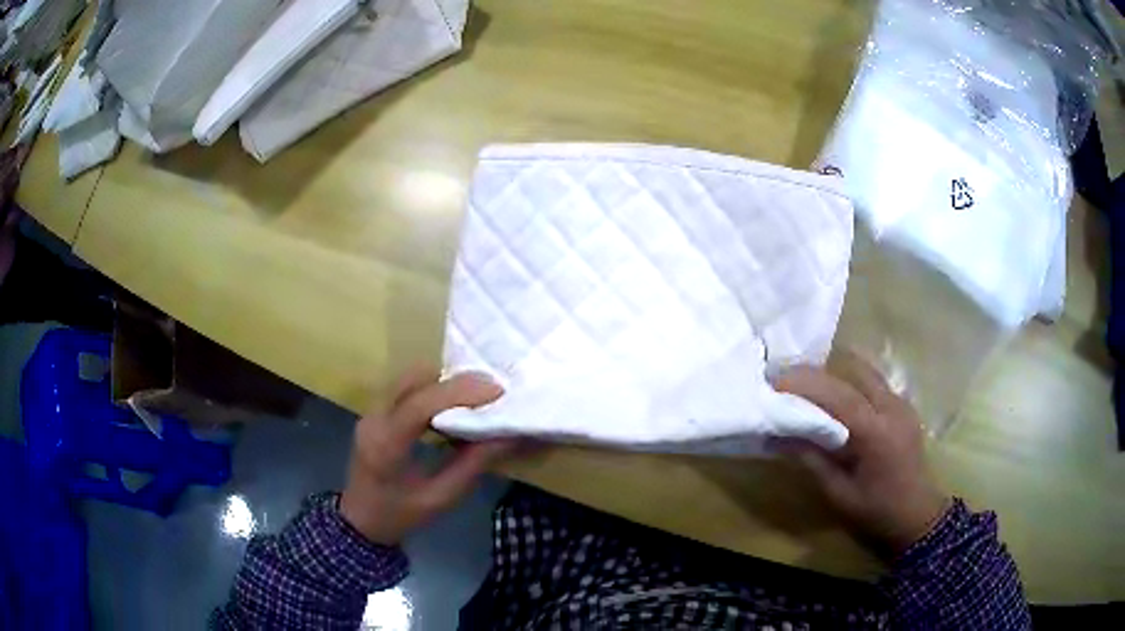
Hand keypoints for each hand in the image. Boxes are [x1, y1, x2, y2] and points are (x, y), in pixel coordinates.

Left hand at [339, 369, 516, 544]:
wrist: (360, 522)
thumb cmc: (399, 516)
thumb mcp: (440, 499)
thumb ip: (472, 465)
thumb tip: (506, 436)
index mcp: (386, 444)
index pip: (420, 404)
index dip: (459, 392)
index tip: (496, 390)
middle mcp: (374, 419)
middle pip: (413, 379)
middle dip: (454, 381)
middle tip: (490, 391)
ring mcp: (371, 412)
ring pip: (409, 378)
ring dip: (444, 382)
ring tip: (476, 397)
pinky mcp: (375, 411)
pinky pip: (406, 387)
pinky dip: (433, 389)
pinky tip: (452, 405)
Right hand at [774, 355, 950, 554]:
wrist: (917, 513)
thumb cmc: (877, 509)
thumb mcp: (839, 492)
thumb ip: (813, 460)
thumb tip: (779, 437)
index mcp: (877, 433)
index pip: (840, 397)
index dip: (807, 384)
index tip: (776, 380)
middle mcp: (892, 409)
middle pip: (853, 376)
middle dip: (817, 373)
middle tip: (786, 375)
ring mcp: (902, 404)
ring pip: (866, 373)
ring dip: (835, 372)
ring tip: (807, 379)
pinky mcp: (904, 406)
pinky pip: (875, 383)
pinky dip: (851, 380)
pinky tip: (836, 391)